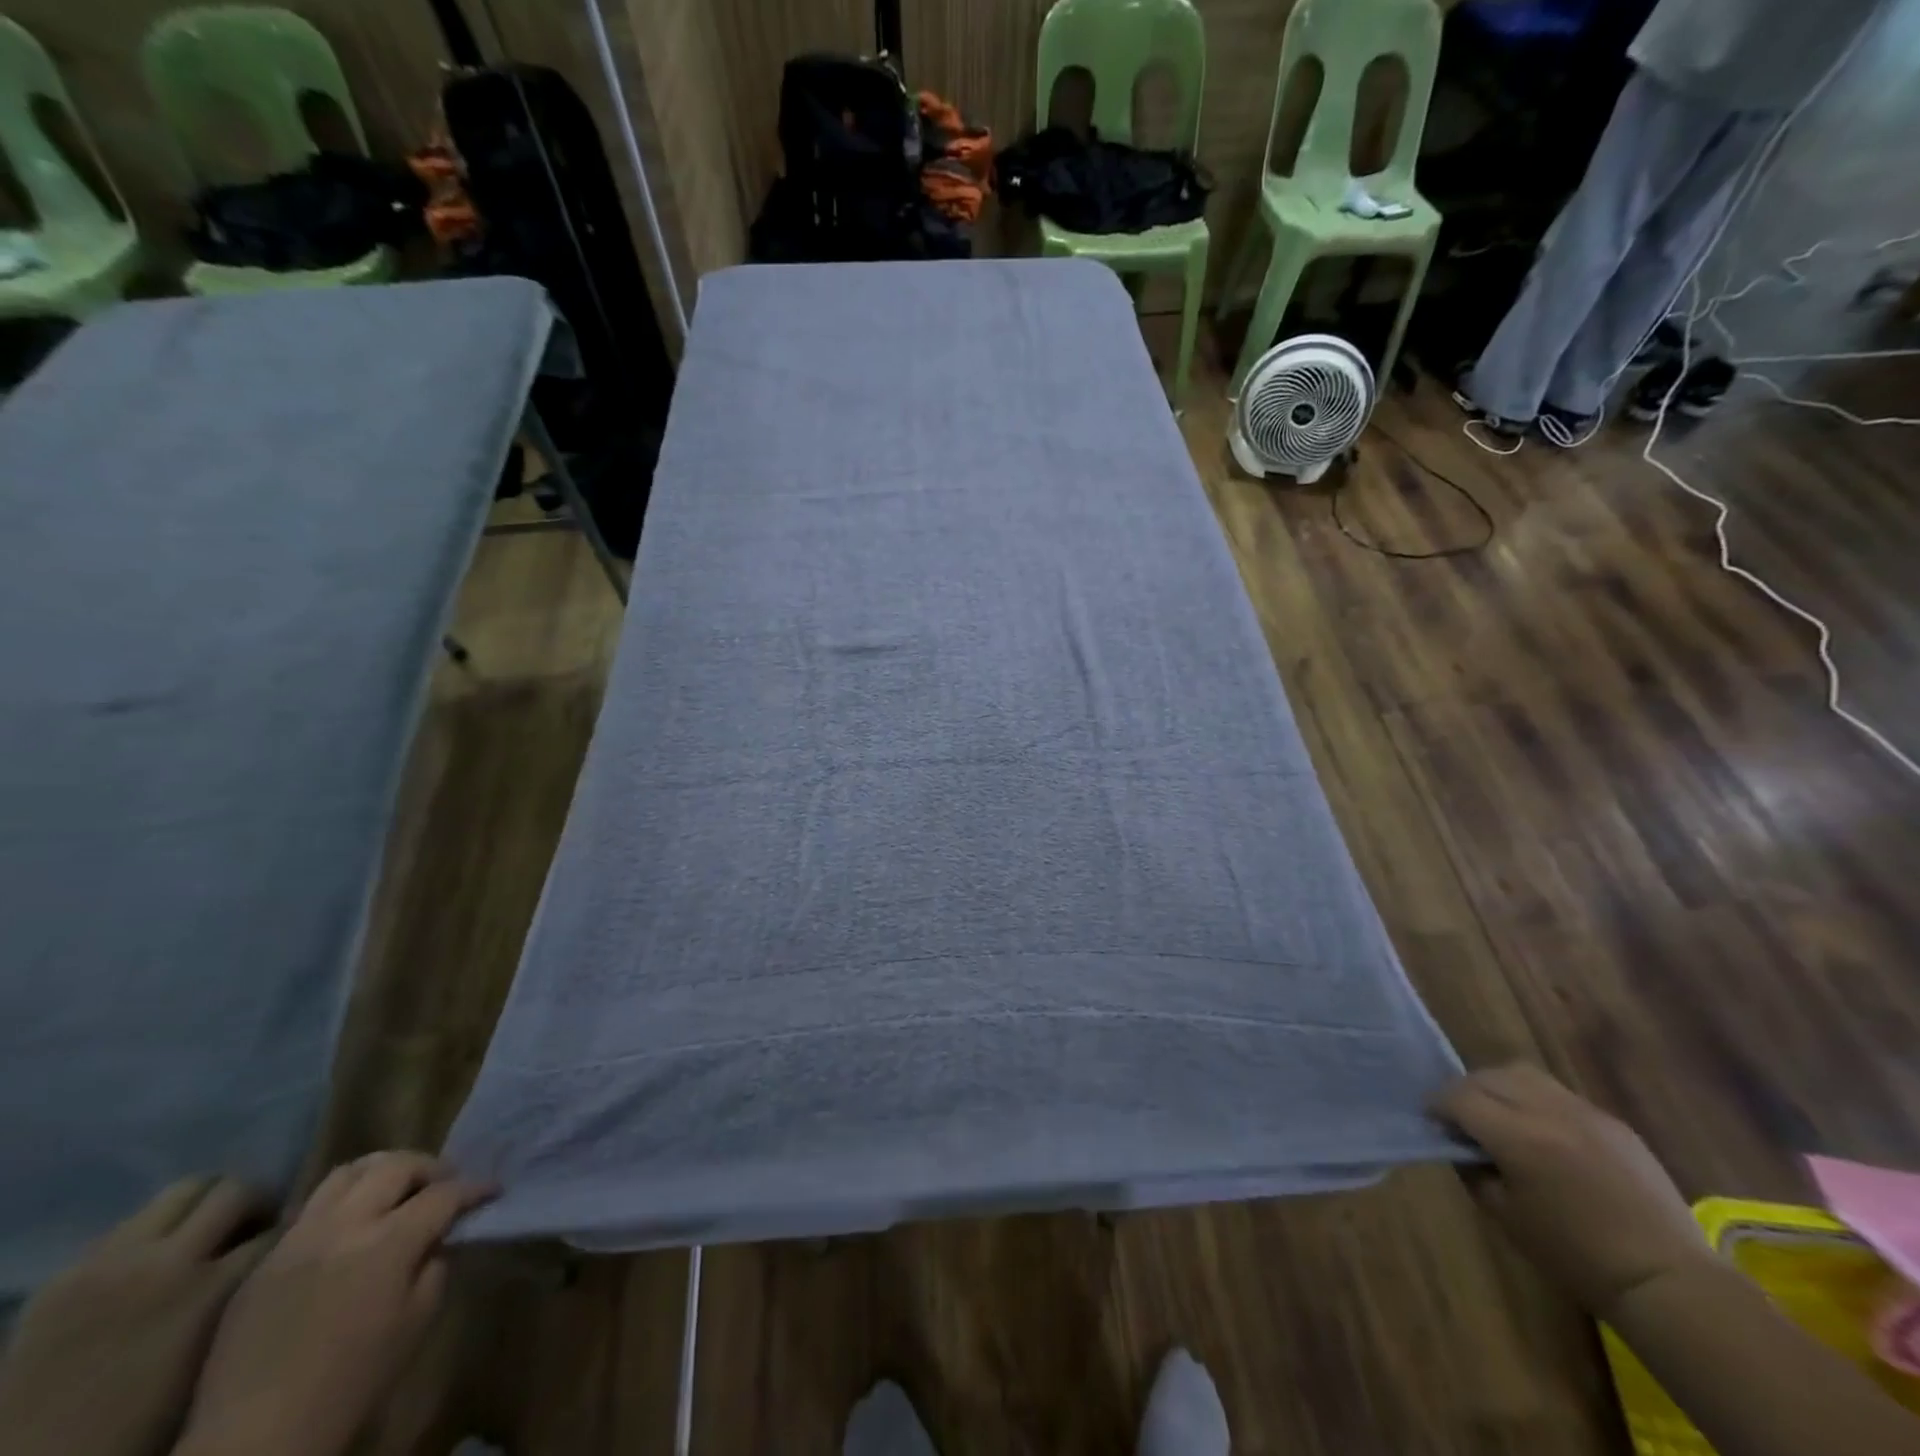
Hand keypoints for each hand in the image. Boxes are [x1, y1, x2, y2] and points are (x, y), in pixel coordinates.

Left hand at [0, 1177, 272, 1455]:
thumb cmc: (142, 1420)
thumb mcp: (216, 1355)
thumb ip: (252, 1292)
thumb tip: (285, 1252)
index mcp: (210, 1292)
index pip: (279, 1228)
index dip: (290, 1233)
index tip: (291, 1246)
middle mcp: (166, 1264)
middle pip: (236, 1191)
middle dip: (253, 1205)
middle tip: (251, 1232)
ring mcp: (109, 1264)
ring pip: (184, 1190)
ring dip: (204, 1208)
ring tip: (202, 1238)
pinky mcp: (66, 1274)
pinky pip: (130, 1224)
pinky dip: (154, 1232)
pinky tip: (150, 1264)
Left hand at [176, 1152, 493, 1455]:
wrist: (256, 1438)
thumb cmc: (352, 1382)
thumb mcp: (417, 1321)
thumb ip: (434, 1263)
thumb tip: (437, 1235)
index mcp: (388, 1244)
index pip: (445, 1193)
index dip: (475, 1189)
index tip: (492, 1191)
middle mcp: (343, 1227)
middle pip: (397, 1166)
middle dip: (431, 1168)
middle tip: (445, 1185)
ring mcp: (298, 1239)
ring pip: (349, 1172)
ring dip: (383, 1172)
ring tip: (396, 1191)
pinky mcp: (266, 1260)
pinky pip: (312, 1208)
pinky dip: (344, 1201)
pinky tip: (352, 1227)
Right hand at [1432, 1064, 1713, 1318]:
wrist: (1667, 1281)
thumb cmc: (1575, 1257)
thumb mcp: (1505, 1216)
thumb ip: (1473, 1169)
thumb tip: (1460, 1144)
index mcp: (1518, 1137)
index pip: (1458, 1097)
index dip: (1437, 1105)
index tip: (1433, 1121)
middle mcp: (1548, 1111)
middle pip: (1487, 1077)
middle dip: (1464, 1091)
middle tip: (1461, 1118)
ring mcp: (1585, 1112)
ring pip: (1522, 1073)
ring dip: (1499, 1087)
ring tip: (1500, 1114)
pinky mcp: (1612, 1122)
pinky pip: (1558, 1093)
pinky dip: (1536, 1100)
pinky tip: (1542, 1131)